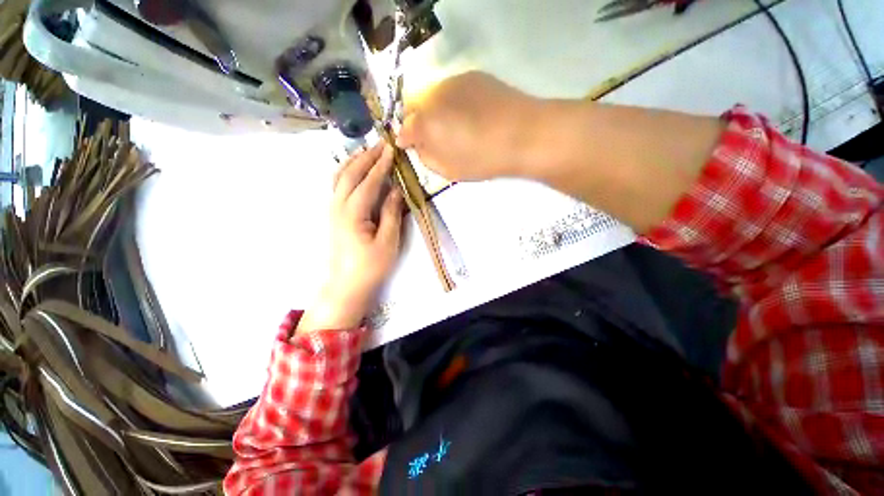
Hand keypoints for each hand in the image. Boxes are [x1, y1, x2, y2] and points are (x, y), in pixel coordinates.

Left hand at [296, 144, 403, 334]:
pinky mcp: (333, 216)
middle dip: (365, 157)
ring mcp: (332, 211)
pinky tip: (353, 172)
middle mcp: (338, 207)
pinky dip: (345, 173)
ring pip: (338, 178)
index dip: (380, 165)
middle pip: (349, 174)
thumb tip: (395, 191)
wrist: (346, 286)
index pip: (367, 182)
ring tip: (366, 151)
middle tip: (380, 144)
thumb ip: (390, 214)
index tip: (390, 149)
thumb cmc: (370, 267)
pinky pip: (337, 187)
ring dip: (353, 162)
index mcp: (352, 213)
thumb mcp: (387, 242)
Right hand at [396, 71, 541, 181]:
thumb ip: (427, 157)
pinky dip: (451, 101)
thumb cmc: (483, 159)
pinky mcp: (472, 75)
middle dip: (415, 121)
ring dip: (433, 109)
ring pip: (431, 94)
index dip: (404, 139)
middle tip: (429, 136)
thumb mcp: (449, 170)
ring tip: (451, 125)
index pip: (404, 128)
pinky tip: (468, 114)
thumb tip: (418, 145)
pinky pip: (451, 88)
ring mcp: (453, 81)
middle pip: (413, 105)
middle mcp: (433, 95)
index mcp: (426, 123)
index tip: (408, 146)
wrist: (524, 135)